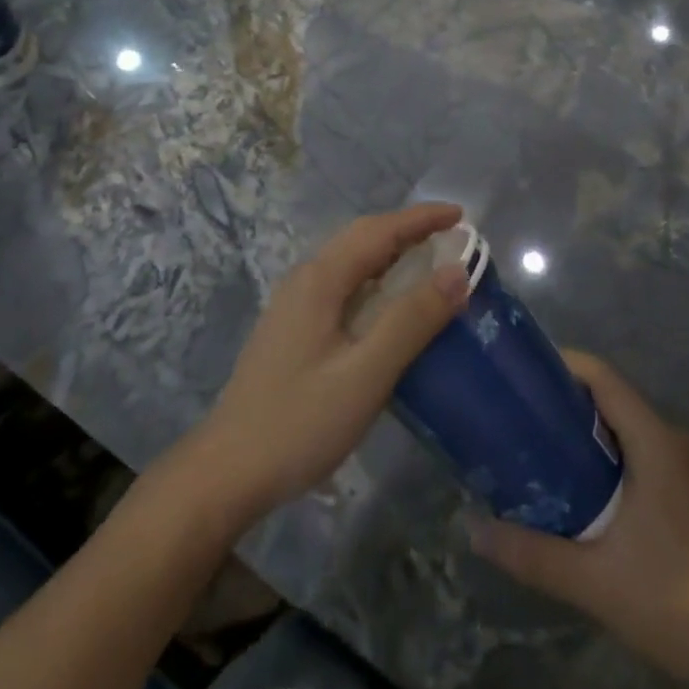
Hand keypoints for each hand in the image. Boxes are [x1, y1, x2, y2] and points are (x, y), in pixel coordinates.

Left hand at [192, 203, 469, 521]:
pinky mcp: (293, 330)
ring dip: (391, 254)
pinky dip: (376, 280)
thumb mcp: (365, 374)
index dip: (421, 219)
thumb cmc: (299, 422)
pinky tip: (389, 306)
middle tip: (452, 238)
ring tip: (429, 264)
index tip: (461, 214)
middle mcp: (305, 280)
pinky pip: (343, 286)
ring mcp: (294, 305)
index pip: (378, 231)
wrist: (226, 473)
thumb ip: (411, 321)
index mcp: (320, 280)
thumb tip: (457, 272)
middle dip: (407, 231)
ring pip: (350, 263)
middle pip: (362, 239)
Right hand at [468, 351, 688, 688]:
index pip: (603, 377)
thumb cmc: (679, 603)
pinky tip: (591, 496)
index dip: (562, 365)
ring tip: (544, 455)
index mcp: (657, 443)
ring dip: (590, 436)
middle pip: (614, 401)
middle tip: (520, 420)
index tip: (521, 375)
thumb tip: (472, 528)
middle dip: (566, 404)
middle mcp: (678, 443)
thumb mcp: (595, 582)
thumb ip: (532, 553)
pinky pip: (648, 456)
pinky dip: (614, 459)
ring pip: (631, 431)